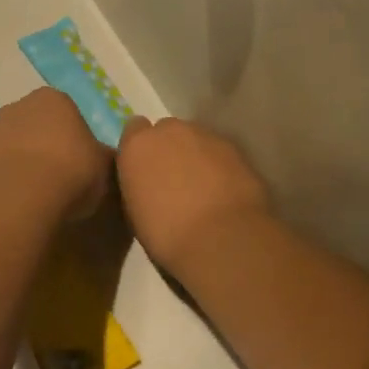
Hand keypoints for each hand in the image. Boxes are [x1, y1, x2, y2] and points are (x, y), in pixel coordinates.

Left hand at [0, 88, 110, 220]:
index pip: (68, 113)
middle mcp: (18, 106)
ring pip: (16, 146)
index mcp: (53, 99)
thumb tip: (106, 158)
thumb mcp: (104, 166)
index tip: (82, 163)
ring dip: (25, 163)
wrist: (20, 199)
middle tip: (63, 178)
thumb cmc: (70, 172)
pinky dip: (9, 180)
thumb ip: (105, 156)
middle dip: (47, 146)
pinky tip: (21, 201)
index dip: (76, 138)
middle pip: (38, 126)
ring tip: (41, 194)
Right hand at [116, 117, 269, 276]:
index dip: (141, 149)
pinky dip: (219, 166)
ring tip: (203, 188)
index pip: (133, 131)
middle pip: (167, 131)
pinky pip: (220, 152)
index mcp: (138, 146)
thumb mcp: (135, 213)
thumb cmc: (166, 234)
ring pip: (196, 139)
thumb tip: (146, 183)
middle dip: (169, 149)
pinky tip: (223, 191)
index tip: (145, 169)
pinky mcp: (234, 148)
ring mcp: (206, 135)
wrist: (220, 238)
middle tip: (174, 180)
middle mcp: (170, 131)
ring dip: (196, 156)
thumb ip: (139, 185)